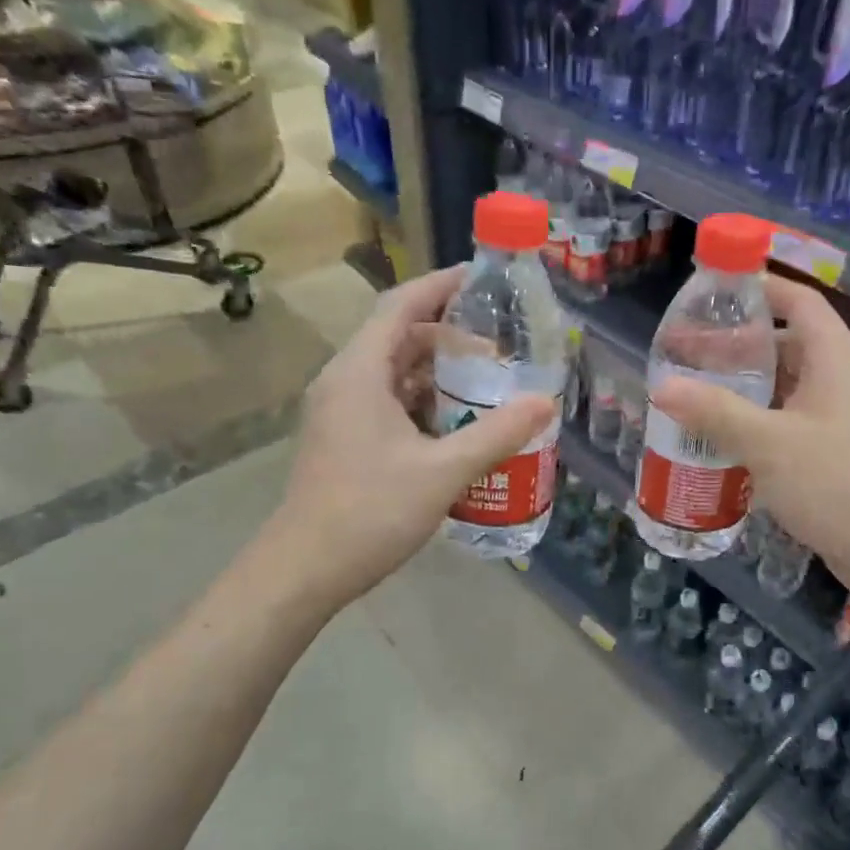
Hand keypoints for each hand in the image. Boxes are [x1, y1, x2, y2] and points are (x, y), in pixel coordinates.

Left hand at [267, 266, 555, 610]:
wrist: (303, 570)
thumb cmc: (369, 512)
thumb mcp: (442, 472)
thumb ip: (496, 434)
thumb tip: (546, 403)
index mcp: (360, 372)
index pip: (402, 304)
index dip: (441, 284)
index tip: (483, 278)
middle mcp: (345, 381)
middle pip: (399, 336)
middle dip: (449, 334)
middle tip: (501, 342)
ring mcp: (340, 411)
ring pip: (394, 372)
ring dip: (438, 372)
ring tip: (488, 380)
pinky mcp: (344, 438)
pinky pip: (388, 401)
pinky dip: (424, 401)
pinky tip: (458, 424)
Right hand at [650, 276, 849, 594]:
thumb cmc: (835, 484)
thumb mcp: (767, 443)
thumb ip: (713, 411)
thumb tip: (662, 386)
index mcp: (836, 359)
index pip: (799, 302)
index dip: (760, 289)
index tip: (714, 292)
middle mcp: (844, 379)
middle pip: (788, 343)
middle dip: (737, 346)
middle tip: (687, 354)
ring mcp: (845, 417)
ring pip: (789, 386)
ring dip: (747, 386)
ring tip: (698, 394)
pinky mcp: (842, 451)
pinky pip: (794, 419)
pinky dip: (761, 418)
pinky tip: (728, 438)